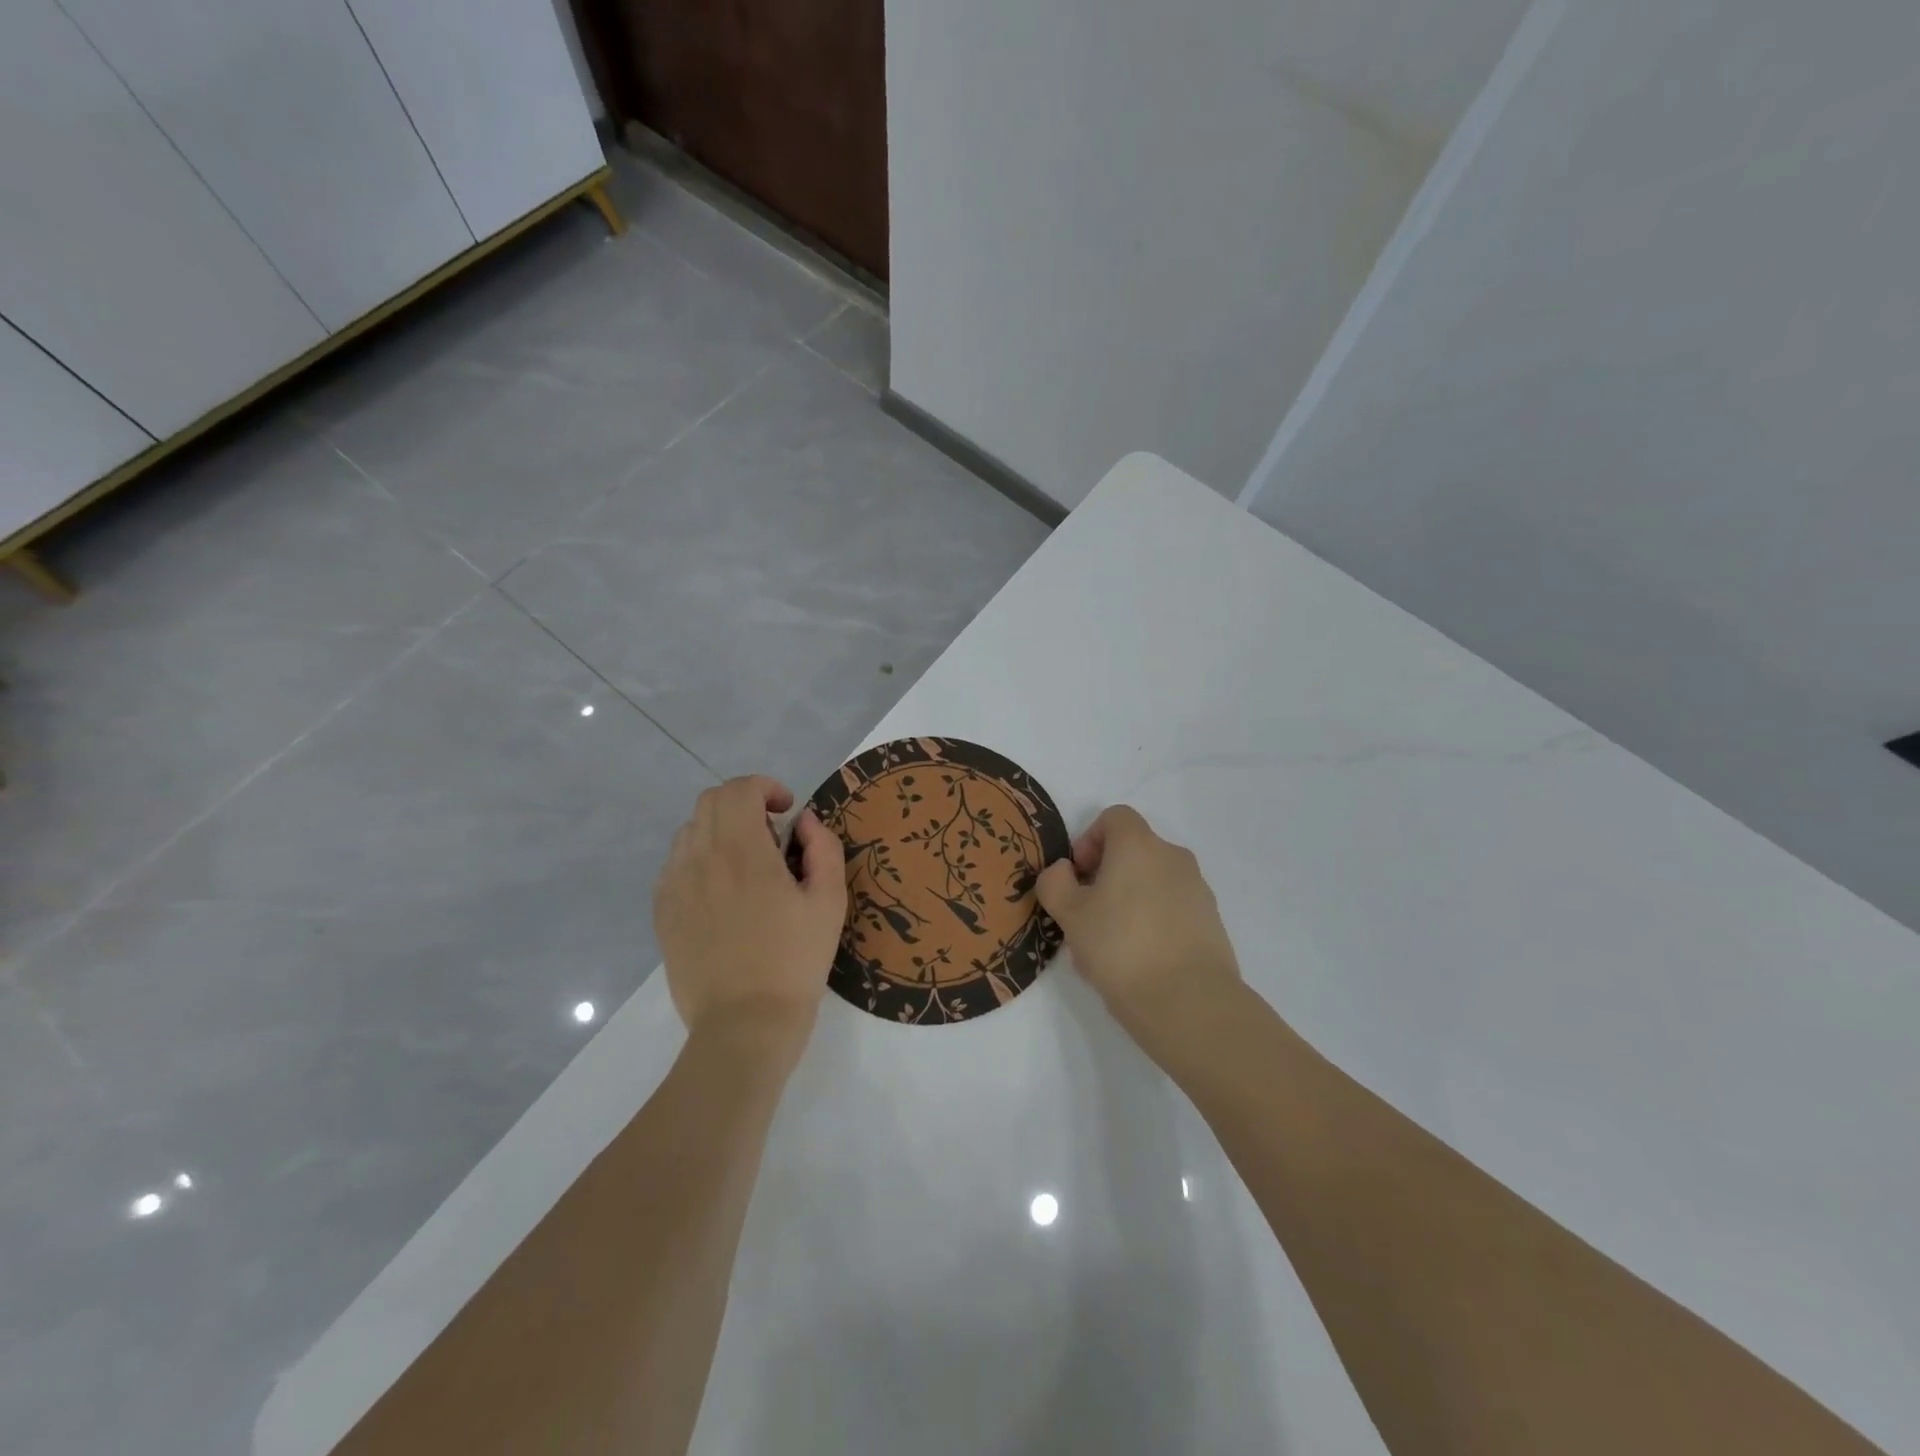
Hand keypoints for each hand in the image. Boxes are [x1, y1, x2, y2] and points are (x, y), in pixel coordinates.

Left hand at [653, 776, 847, 1055]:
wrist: (744, 1026)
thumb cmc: (795, 962)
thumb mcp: (830, 902)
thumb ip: (823, 848)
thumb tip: (805, 822)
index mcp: (743, 852)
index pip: (739, 789)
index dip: (766, 788)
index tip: (787, 811)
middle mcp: (700, 859)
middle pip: (711, 802)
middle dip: (744, 804)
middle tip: (772, 838)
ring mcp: (674, 886)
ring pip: (691, 831)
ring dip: (720, 830)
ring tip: (747, 866)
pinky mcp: (663, 912)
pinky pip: (676, 864)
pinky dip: (700, 859)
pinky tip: (723, 893)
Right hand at [1036, 805, 1242, 1056]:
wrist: (1189, 1002)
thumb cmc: (1120, 947)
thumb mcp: (1070, 915)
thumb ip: (1055, 883)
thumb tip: (1063, 871)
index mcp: (1139, 845)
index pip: (1114, 817)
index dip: (1089, 840)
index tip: (1079, 877)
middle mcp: (1173, 857)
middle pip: (1134, 850)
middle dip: (1106, 875)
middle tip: (1088, 916)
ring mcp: (1198, 889)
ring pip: (1153, 881)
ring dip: (1129, 900)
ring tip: (1112, 945)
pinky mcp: (1212, 921)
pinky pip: (1173, 908)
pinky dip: (1154, 921)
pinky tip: (1141, 961)